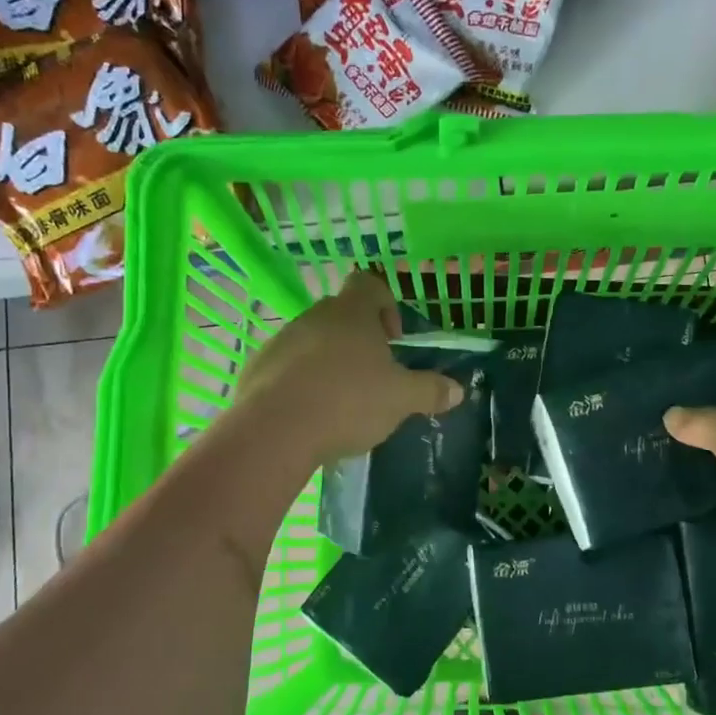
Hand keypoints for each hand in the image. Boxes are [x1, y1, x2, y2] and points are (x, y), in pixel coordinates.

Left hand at [235, 270, 463, 465]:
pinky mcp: (257, 368)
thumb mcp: (401, 400)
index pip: (370, 284)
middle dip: (359, 342)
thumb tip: (458, 390)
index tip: (393, 341)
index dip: (386, 306)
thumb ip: (430, 391)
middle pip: (341, 315)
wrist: (274, 430)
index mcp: (351, 313)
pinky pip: (286, 367)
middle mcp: (314, 316)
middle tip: (372, 378)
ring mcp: (281, 340)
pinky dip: (301, 383)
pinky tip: (310, 415)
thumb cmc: (347, 401)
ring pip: (312, 342)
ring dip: (328, 363)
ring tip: (340, 402)